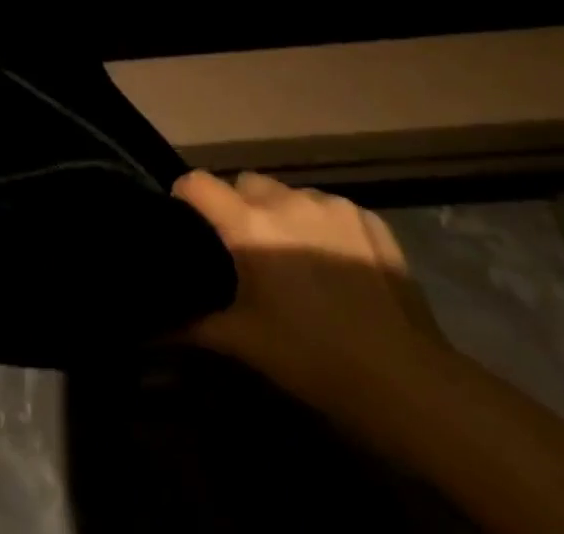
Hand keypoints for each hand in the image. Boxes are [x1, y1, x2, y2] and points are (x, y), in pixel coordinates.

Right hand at [174, 171, 446, 413]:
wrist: (409, 382)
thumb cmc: (316, 360)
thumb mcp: (248, 344)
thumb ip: (196, 325)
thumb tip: (154, 325)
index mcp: (251, 225)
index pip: (197, 182)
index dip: (185, 196)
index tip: (187, 220)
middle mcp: (286, 201)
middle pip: (245, 182)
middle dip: (238, 206)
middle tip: (247, 251)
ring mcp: (331, 204)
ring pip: (288, 193)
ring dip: (281, 214)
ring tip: (296, 258)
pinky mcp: (367, 216)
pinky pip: (328, 207)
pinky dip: (321, 225)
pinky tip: (336, 265)